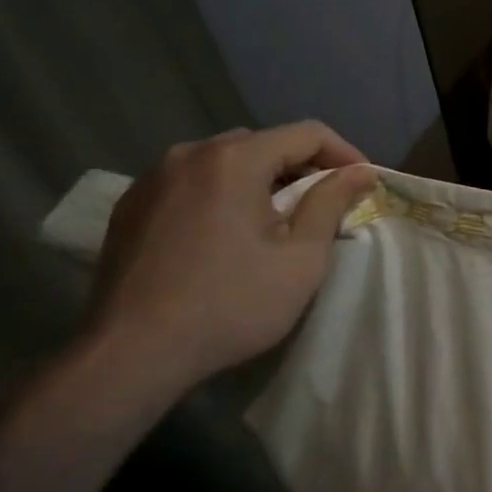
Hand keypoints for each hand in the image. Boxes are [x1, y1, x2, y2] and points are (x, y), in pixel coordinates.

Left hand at [82, 122, 375, 402]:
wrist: (130, 357)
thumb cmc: (231, 304)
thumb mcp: (301, 258)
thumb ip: (331, 204)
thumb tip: (359, 172)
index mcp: (234, 160)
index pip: (307, 134)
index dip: (344, 154)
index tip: (362, 185)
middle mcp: (189, 154)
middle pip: (264, 143)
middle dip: (302, 168)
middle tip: (322, 206)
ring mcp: (152, 180)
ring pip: (225, 162)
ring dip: (260, 182)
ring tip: (275, 222)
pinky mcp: (130, 208)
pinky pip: (191, 184)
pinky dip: (221, 196)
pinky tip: (227, 236)